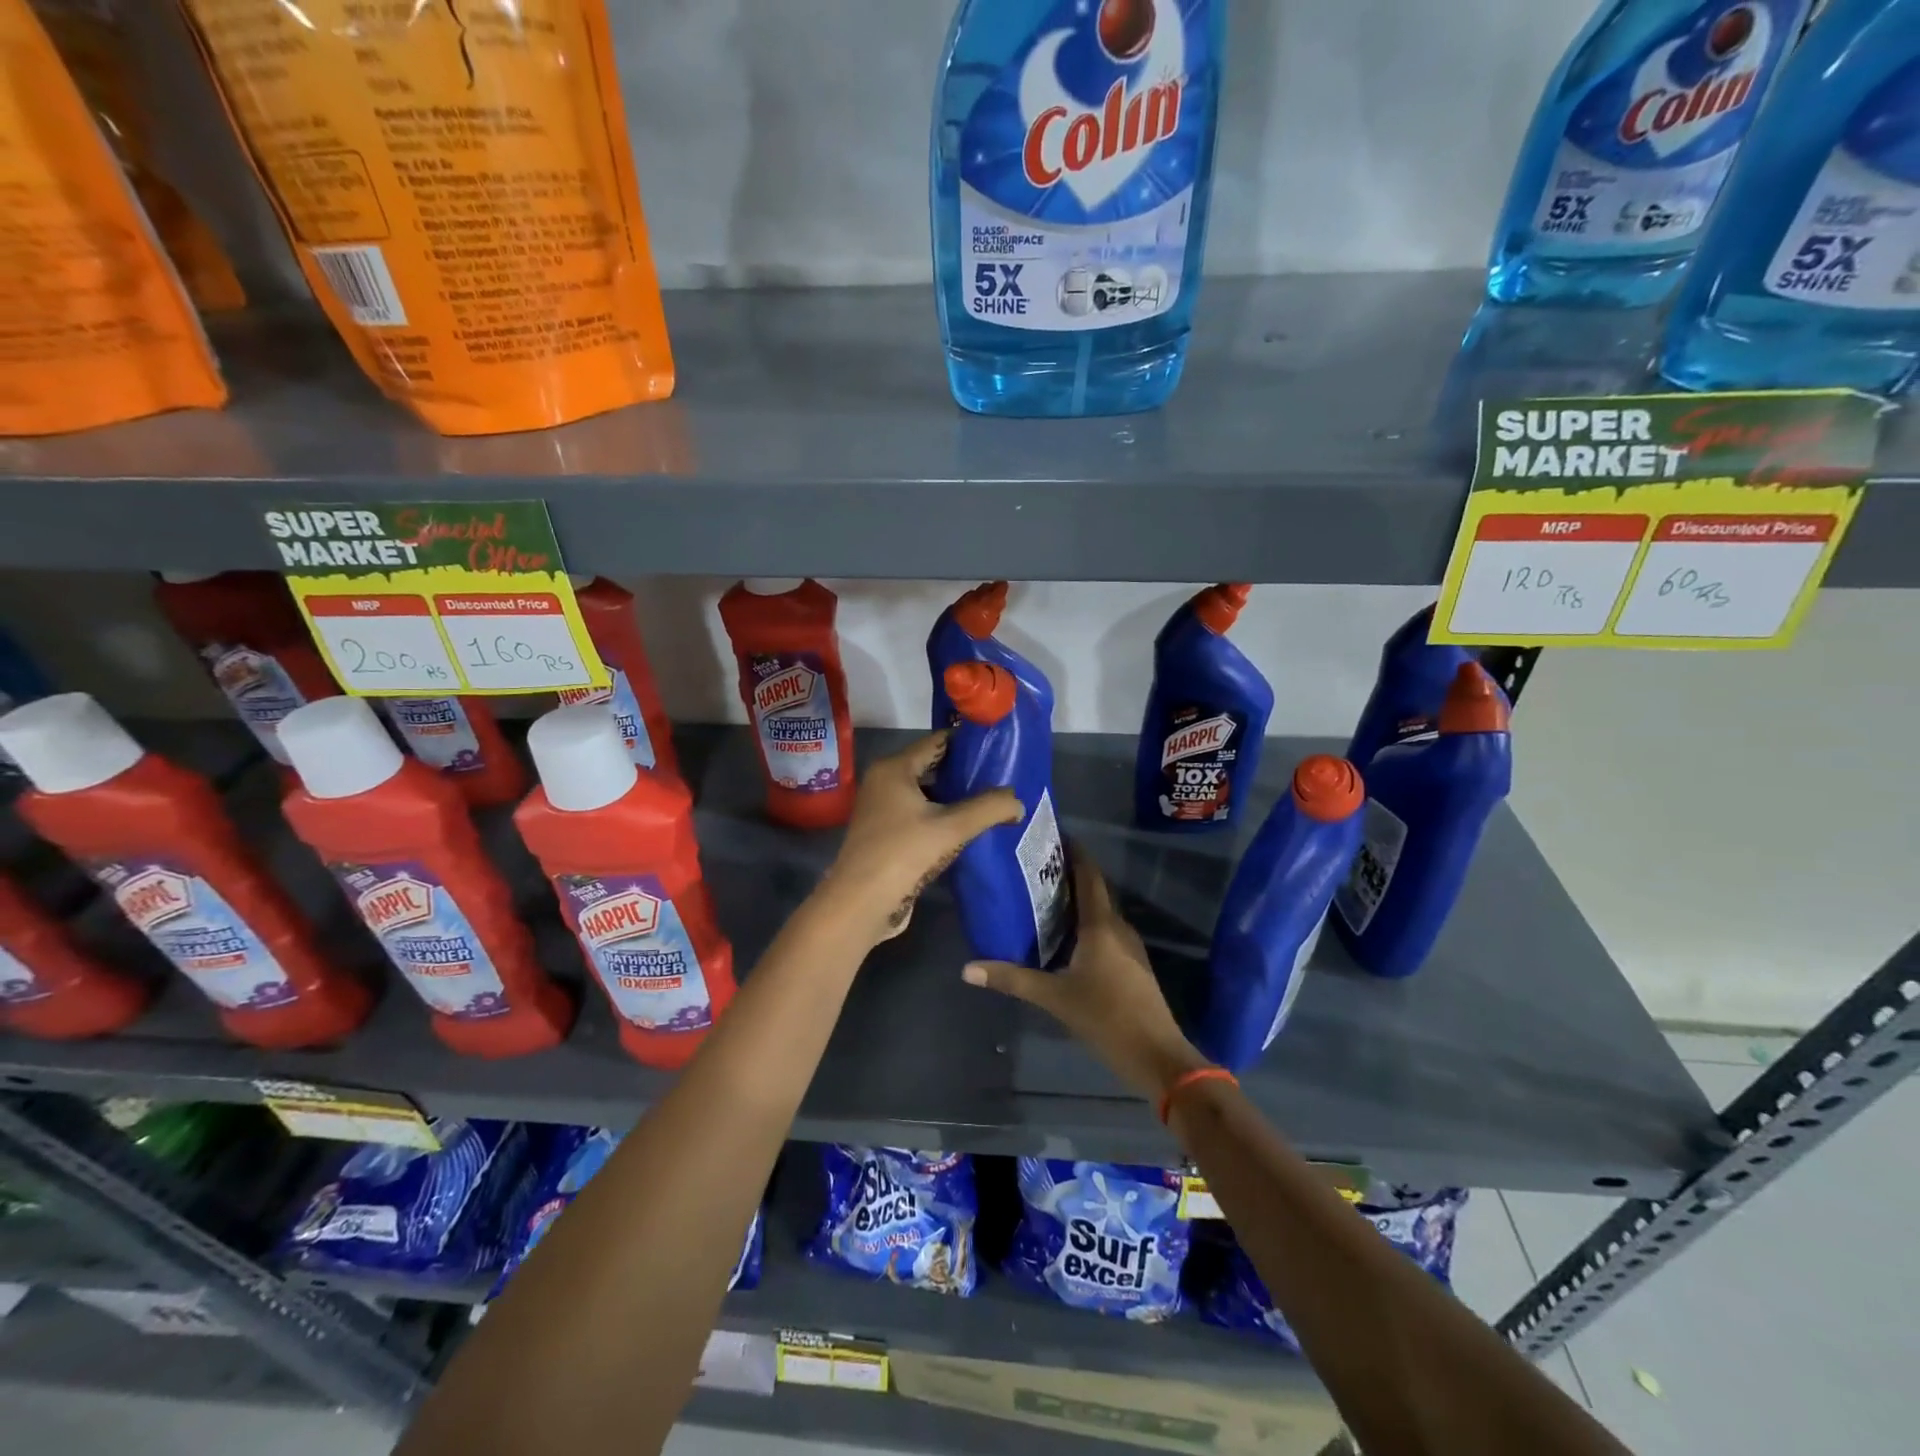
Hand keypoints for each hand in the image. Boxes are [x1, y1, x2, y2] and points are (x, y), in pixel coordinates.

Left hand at [814, 731, 1021, 948]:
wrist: (860, 904)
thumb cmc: (902, 854)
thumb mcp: (952, 828)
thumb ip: (989, 808)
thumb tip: (1018, 801)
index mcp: (894, 769)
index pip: (936, 741)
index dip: (968, 742)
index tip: (999, 747)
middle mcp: (884, 783)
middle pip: (932, 767)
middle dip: (965, 772)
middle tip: (1002, 776)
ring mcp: (883, 811)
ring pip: (927, 795)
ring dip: (956, 798)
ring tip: (992, 802)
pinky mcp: (887, 836)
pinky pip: (921, 817)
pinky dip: (943, 819)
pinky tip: (969, 829)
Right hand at [962, 848, 1210, 1100]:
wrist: (1157, 1056)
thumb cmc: (1106, 1017)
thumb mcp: (1054, 998)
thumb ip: (1012, 979)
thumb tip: (968, 969)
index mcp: (1101, 925)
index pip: (1088, 875)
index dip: (1073, 852)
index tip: (1052, 835)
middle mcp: (1118, 927)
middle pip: (1094, 890)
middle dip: (1068, 874)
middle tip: (1035, 867)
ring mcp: (1129, 946)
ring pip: (1101, 912)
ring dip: (1077, 900)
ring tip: (1043, 896)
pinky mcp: (1132, 965)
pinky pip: (1106, 931)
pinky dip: (1085, 923)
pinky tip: (1065, 936)